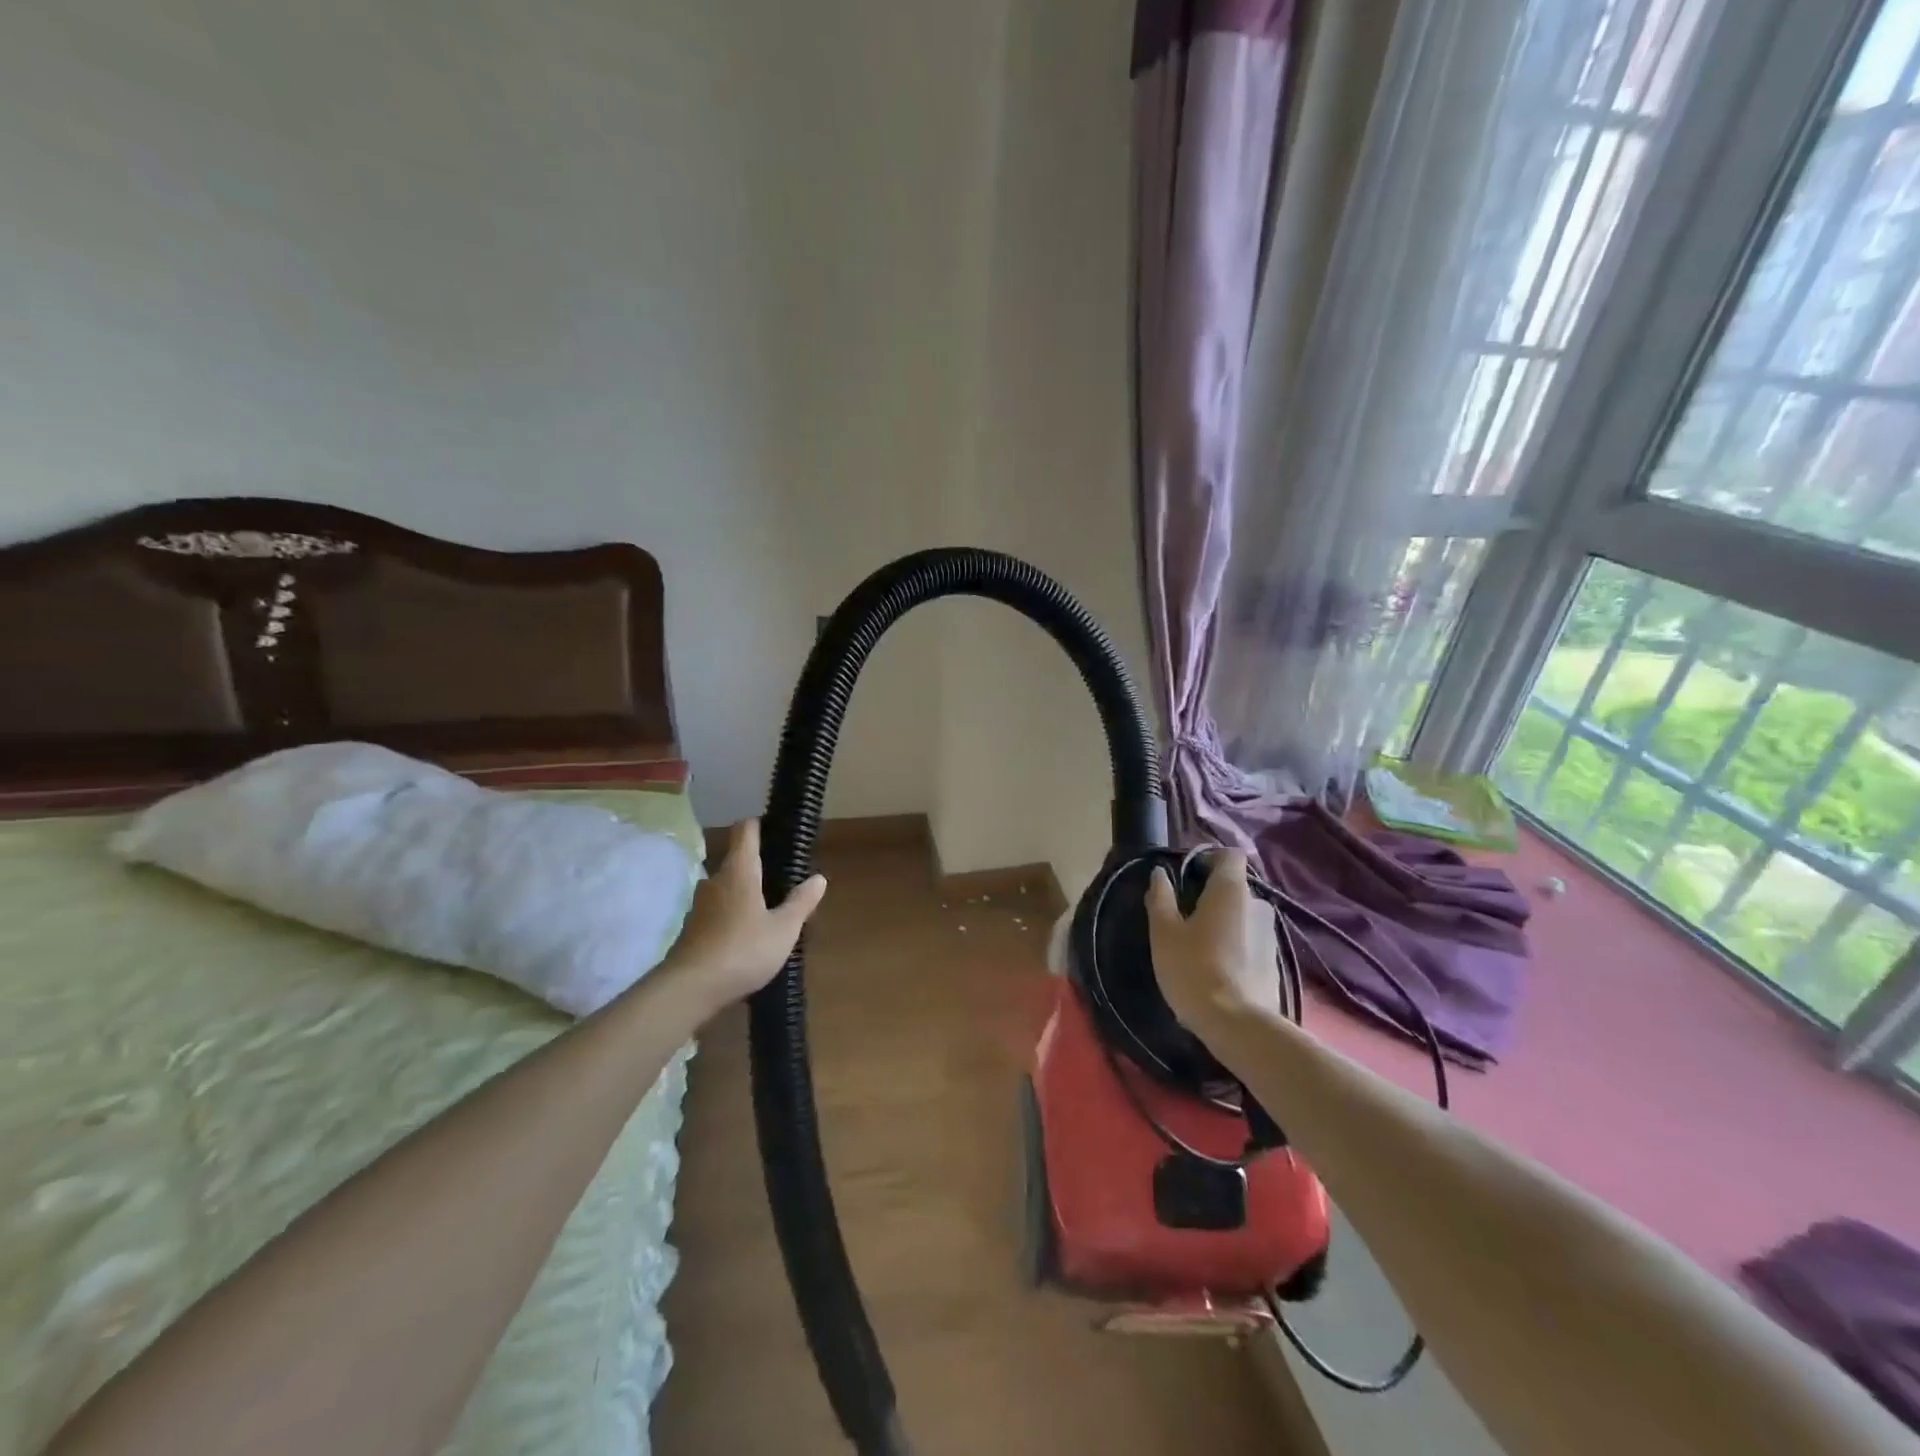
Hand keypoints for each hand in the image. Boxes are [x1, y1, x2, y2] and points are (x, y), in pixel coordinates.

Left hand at [661, 819, 826, 1016]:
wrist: (690, 989)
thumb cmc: (743, 950)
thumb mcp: (783, 929)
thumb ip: (801, 902)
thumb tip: (818, 878)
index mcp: (739, 871)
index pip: (745, 831)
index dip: (758, 824)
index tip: (775, 828)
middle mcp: (715, 881)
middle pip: (736, 860)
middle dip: (757, 865)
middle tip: (782, 877)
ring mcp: (699, 906)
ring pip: (726, 888)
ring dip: (744, 892)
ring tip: (768, 908)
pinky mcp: (692, 930)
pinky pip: (717, 911)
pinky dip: (732, 915)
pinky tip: (747, 935)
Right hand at [1144, 850, 1281, 1033]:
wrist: (1238, 1025)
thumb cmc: (1194, 969)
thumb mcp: (1164, 932)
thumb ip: (1161, 897)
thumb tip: (1160, 874)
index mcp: (1231, 890)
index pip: (1229, 855)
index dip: (1208, 858)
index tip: (1187, 876)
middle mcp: (1258, 904)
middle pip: (1234, 886)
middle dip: (1210, 895)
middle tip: (1184, 916)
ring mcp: (1270, 934)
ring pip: (1242, 915)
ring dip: (1223, 922)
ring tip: (1199, 946)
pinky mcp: (1275, 962)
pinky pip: (1250, 940)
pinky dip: (1234, 945)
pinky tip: (1216, 968)